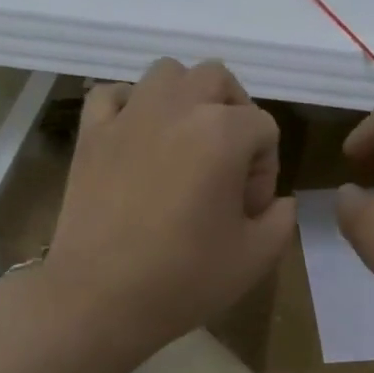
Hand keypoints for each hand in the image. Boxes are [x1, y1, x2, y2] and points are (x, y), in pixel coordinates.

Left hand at [0, 59, 292, 372]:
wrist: (100, 299)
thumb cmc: (184, 280)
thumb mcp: (256, 258)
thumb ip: (282, 219)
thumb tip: (278, 201)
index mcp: (223, 133)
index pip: (264, 128)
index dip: (265, 169)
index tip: (247, 212)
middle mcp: (177, 107)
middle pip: (218, 80)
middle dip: (234, 114)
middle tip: (228, 164)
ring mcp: (128, 116)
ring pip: (167, 73)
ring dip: (187, 99)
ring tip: (186, 144)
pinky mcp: (91, 134)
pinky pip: (114, 94)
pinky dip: (132, 106)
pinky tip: (138, 139)